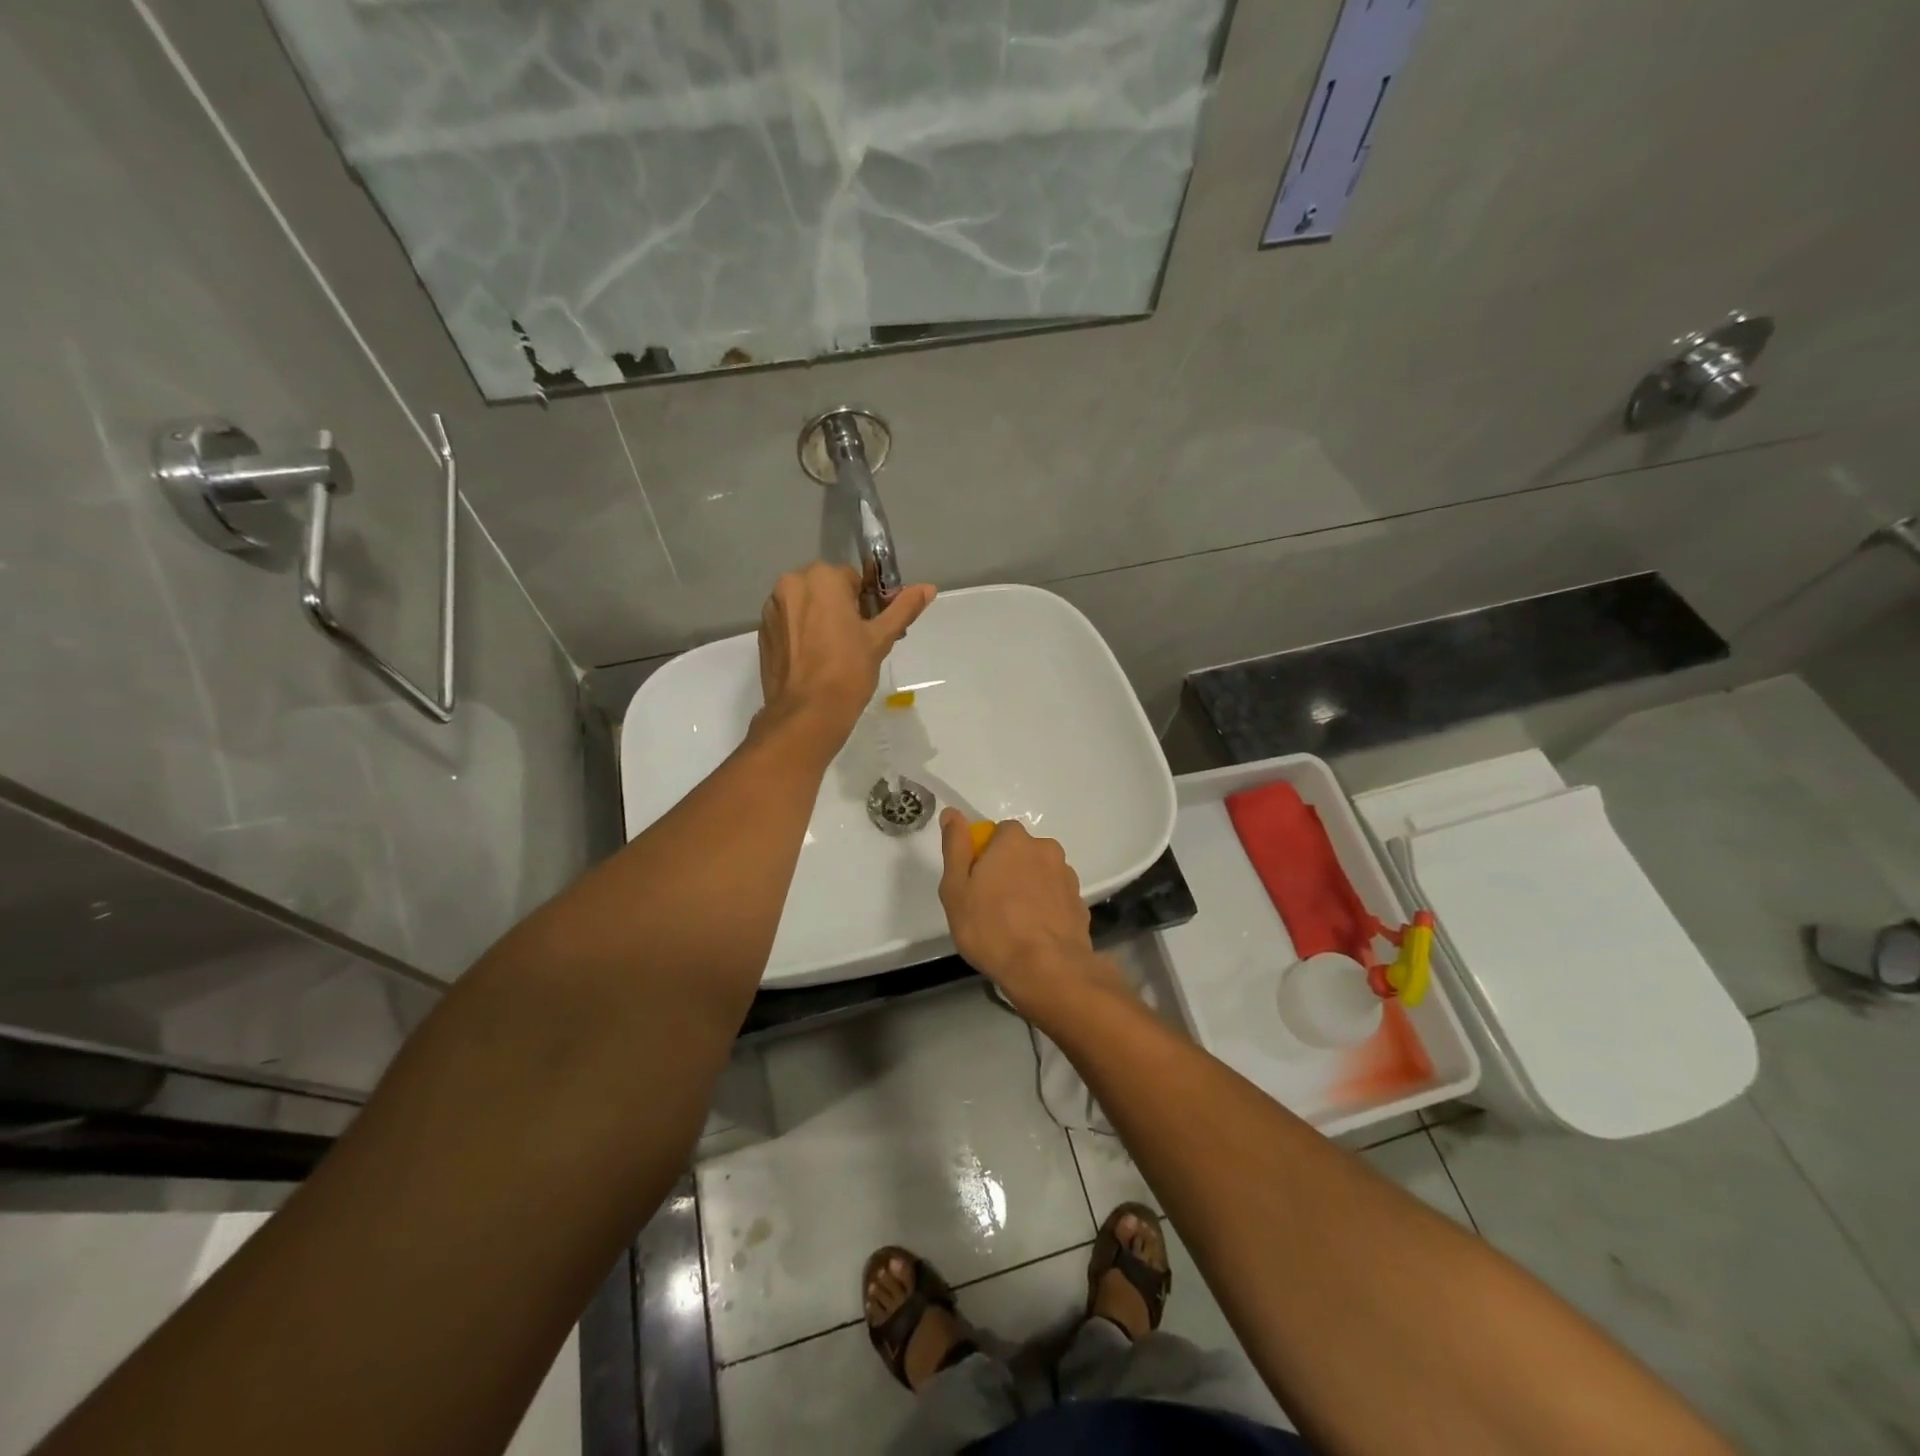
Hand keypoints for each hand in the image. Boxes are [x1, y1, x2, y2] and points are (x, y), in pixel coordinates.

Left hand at [755, 563, 934, 749]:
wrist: (807, 714)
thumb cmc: (848, 671)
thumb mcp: (880, 638)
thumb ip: (903, 608)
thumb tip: (928, 587)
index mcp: (821, 578)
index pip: (853, 579)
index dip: (868, 603)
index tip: (872, 628)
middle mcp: (791, 584)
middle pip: (826, 589)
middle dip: (842, 608)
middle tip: (857, 642)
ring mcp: (772, 609)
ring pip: (806, 605)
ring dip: (821, 619)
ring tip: (835, 653)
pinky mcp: (763, 633)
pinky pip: (790, 623)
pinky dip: (803, 634)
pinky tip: (815, 660)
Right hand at [938, 809, 1121, 1019]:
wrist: (1047, 970)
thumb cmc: (991, 927)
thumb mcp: (956, 888)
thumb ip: (955, 846)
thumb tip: (952, 813)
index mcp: (1015, 841)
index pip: (998, 833)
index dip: (984, 854)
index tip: (975, 882)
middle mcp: (1046, 850)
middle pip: (1021, 852)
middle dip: (1008, 870)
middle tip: (990, 904)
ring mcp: (1067, 878)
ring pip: (1040, 875)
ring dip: (1028, 889)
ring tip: (1013, 924)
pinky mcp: (1080, 904)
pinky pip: (1055, 898)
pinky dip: (1045, 908)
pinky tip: (1034, 934)